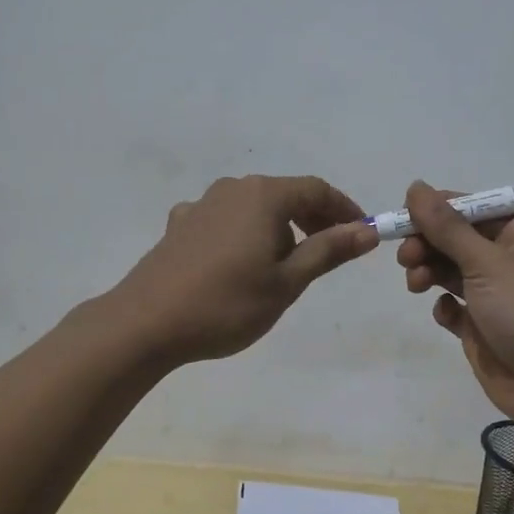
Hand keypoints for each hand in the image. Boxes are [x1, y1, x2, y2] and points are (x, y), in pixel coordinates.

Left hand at [115, 175, 378, 362]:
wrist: (146, 323)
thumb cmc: (227, 304)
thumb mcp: (287, 282)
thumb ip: (328, 251)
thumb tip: (367, 230)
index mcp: (263, 196)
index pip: (316, 190)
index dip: (344, 209)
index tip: (362, 234)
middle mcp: (232, 190)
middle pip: (284, 194)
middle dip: (313, 219)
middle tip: (332, 251)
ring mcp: (201, 205)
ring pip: (254, 208)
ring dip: (279, 228)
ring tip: (287, 264)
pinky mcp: (180, 226)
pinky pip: (225, 221)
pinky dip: (245, 234)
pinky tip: (239, 263)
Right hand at [396, 181, 513, 442]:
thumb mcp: (487, 262)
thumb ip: (447, 226)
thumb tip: (416, 186)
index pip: (475, 209)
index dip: (439, 210)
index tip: (405, 216)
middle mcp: (512, 261)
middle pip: (458, 239)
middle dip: (428, 243)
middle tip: (405, 257)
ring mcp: (498, 296)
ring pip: (452, 271)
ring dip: (429, 271)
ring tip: (415, 284)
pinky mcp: (484, 329)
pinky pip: (455, 307)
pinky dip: (445, 306)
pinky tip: (446, 314)